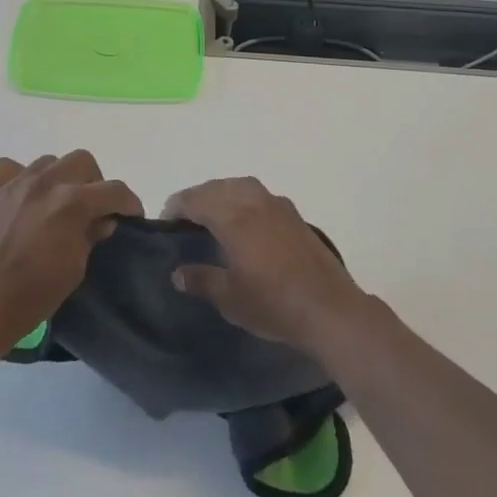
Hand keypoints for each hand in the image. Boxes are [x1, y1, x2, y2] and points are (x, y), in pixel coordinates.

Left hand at [0, 151, 142, 348]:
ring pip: (48, 161)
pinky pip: (10, 168)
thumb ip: (91, 235)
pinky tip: (22, 197)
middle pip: (82, 161)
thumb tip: (102, 219)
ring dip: (60, 178)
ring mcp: (14, 183)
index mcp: (72, 203)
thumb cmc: (33, 295)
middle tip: (93, 208)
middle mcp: (45, 183)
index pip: (114, 190)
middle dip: (94, 182)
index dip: (129, 202)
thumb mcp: (75, 269)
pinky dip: (21, 177)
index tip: (132, 216)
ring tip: (57, 204)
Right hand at [163, 177, 368, 354]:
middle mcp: (254, 203)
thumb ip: (201, 280)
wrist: (331, 311)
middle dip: (197, 197)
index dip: (176, 207)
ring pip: (241, 186)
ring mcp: (278, 206)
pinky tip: (246, 222)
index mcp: (233, 218)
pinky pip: (260, 196)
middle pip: (217, 187)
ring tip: (213, 215)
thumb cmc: (274, 305)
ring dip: (222, 193)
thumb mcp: (229, 298)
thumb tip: (177, 273)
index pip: (195, 200)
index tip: (165, 222)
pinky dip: (244, 199)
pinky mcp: (295, 216)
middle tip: (185, 218)